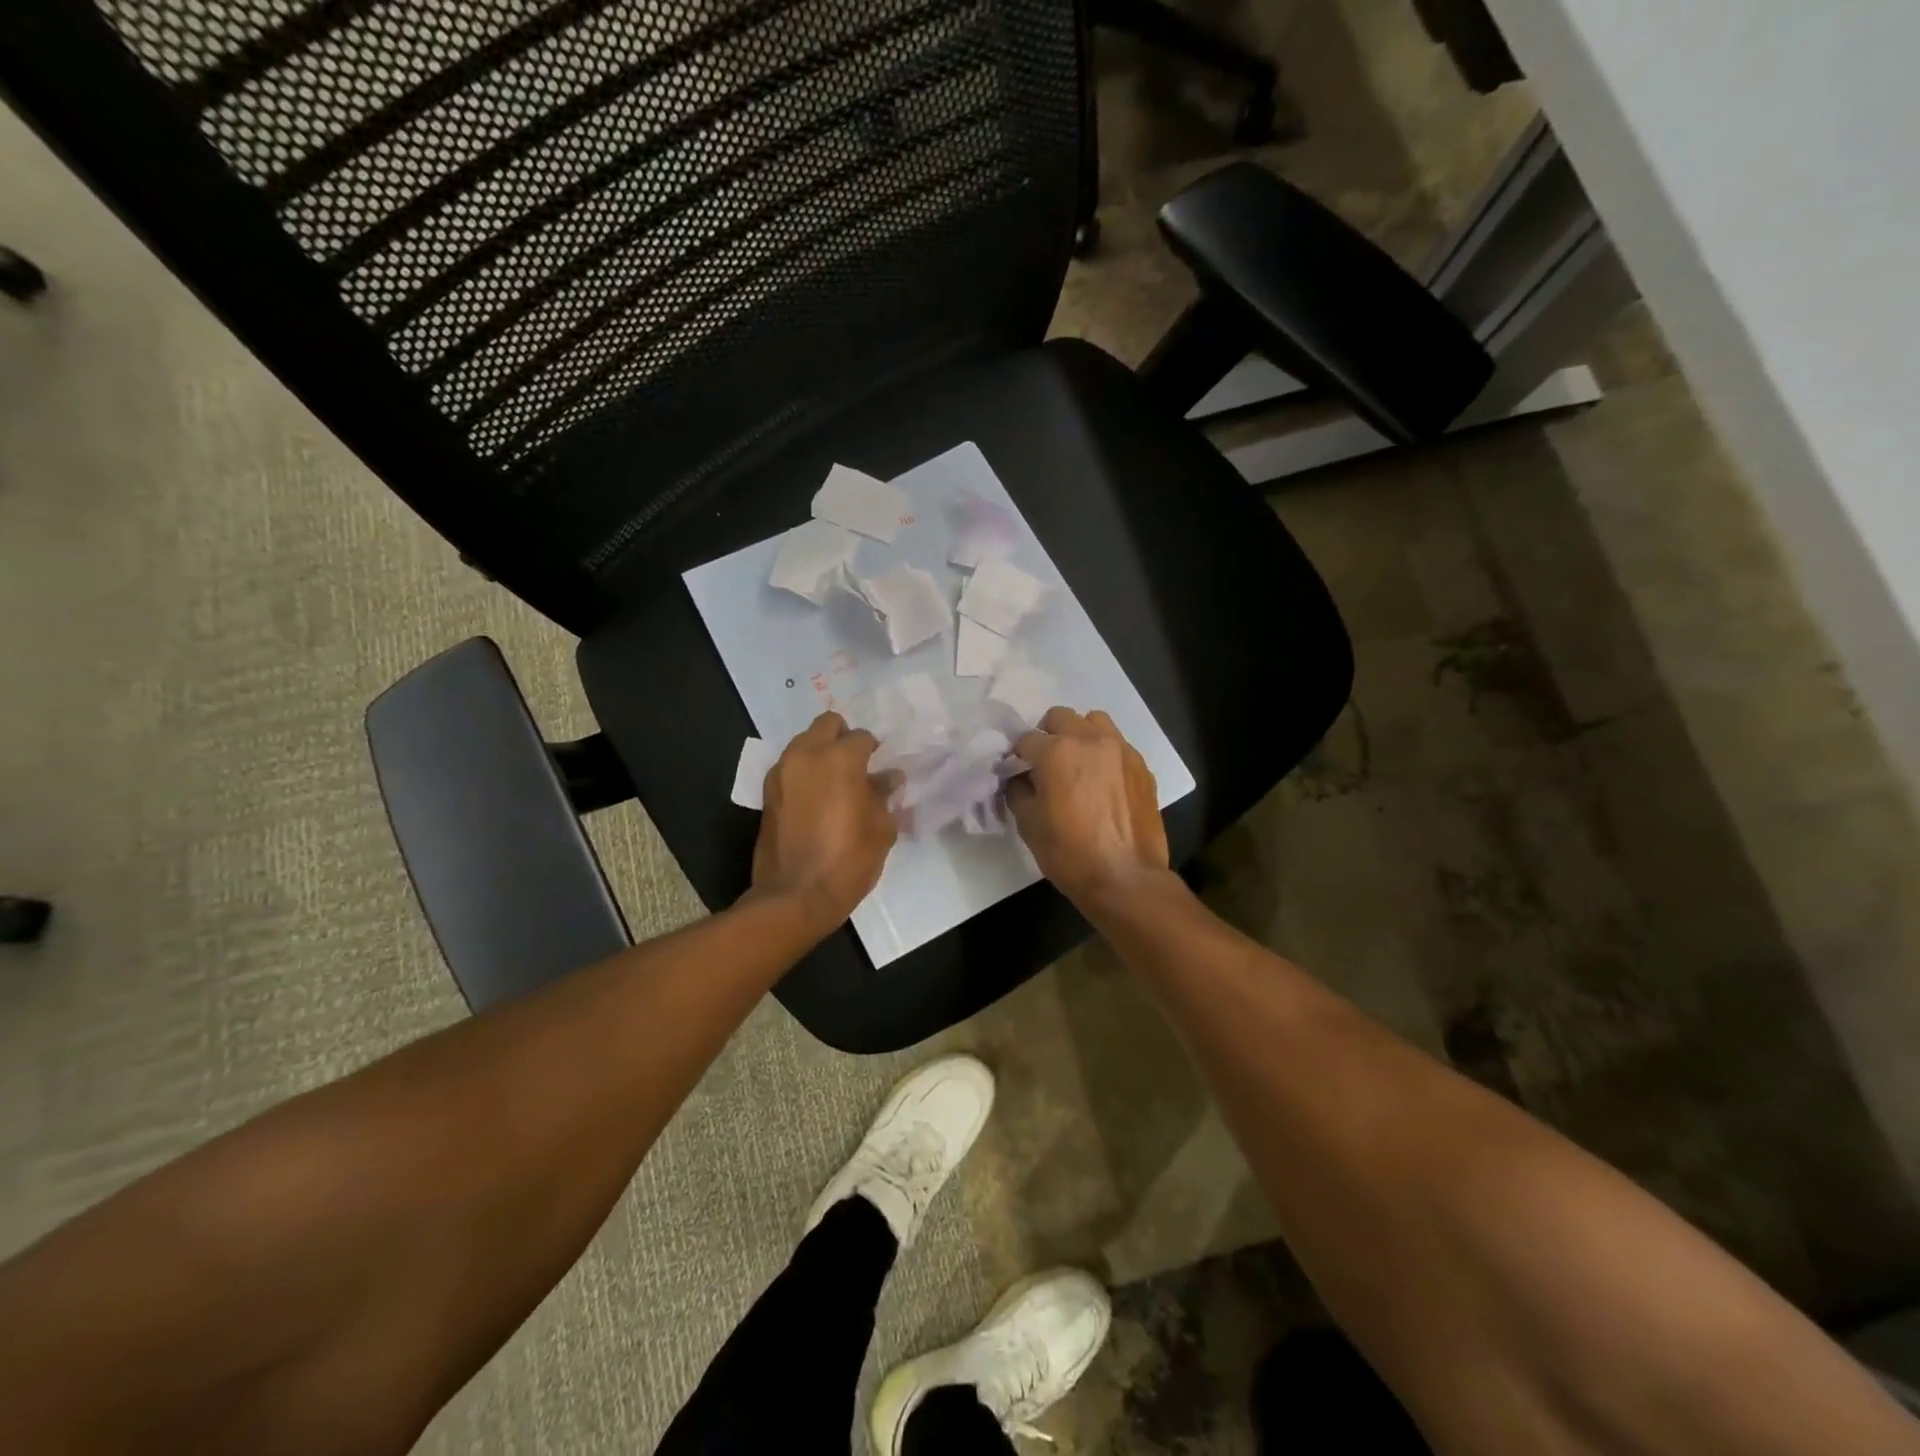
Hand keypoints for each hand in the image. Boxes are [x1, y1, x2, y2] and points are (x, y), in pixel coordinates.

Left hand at [752, 712, 899, 931]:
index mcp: (840, 758)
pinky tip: (816, 799)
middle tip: (857, 765)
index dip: (875, 751)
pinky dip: (804, 773)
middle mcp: (806, 755)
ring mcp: (781, 773)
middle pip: (827, 724)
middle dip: (843, 737)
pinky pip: (790, 767)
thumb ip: (884, 794)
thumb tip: (888, 777)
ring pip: (804, 743)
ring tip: (835, 783)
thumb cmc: (848, 860)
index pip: (862, 737)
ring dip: (821, 753)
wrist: (795, 896)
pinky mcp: (767, 793)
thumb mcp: (881, 828)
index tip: (881, 769)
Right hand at [1007, 707, 1169, 905]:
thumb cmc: (1070, 854)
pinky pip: (1117, 745)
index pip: (1026, 739)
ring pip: (1094, 722)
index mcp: (1057, 752)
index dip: (1017, 756)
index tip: (1016, 772)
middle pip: (1060, 718)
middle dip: (1047, 736)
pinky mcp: (1142, 766)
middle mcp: (1091, 740)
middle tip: (1044, 765)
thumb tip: (1019, 778)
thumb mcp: (1028, 824)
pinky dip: (1104, 755)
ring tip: (1077, 764)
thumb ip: (1018, 790)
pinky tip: (1102, 783)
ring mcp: (1121, 750)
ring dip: (1079, 735)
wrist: (1126, 879)